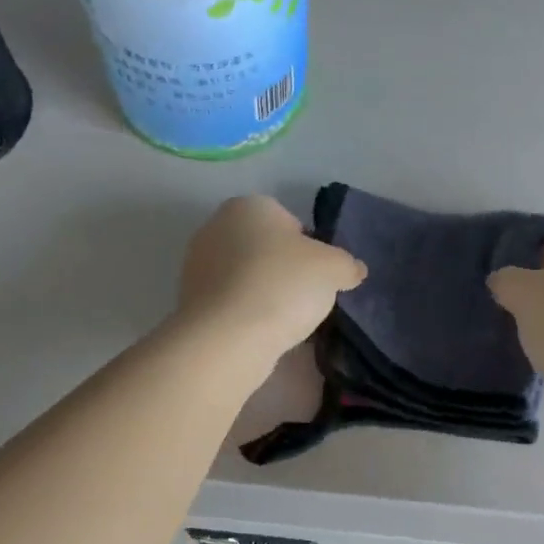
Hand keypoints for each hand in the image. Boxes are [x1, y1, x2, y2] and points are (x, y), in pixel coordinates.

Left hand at [176, 196, 366, 364]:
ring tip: (287, 321)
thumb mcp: (334, 269)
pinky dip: (248, 314)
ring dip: (266, 294)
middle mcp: (216, 226)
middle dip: (286, 271)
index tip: (319, 276)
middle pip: (265, 248)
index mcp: (249, 206)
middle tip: (306, 298)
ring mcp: (197, 264)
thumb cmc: (283, 285)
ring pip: (247, 277)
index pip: (290, 222)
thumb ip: (347, 264)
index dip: (310, 249)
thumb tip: (354, 270)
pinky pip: (231, 302)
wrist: (228, 337)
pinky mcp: (189, 300)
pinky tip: (263, 333)